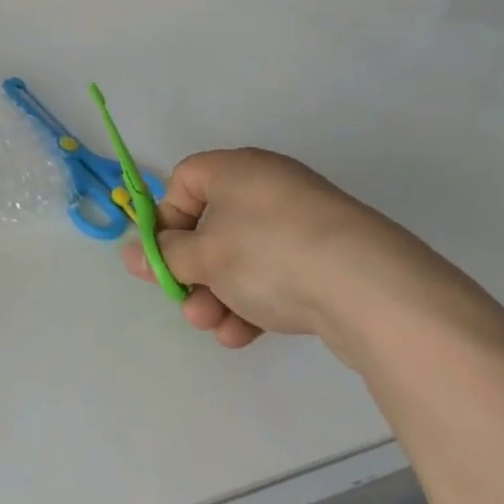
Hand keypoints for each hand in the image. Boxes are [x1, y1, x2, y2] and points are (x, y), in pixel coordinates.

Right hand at [120, 148, 447, 355]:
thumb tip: (131, 253)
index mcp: (236, 169)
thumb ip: (165, 254)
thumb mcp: (205, 255)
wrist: (371, 289)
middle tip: (186, 304)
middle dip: (193, 270)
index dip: (166, 220)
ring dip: (219, 294)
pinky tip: (243, 335)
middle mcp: (268, 186)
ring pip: (243, 257)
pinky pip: (276, 274)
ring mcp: (302, 223)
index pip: (184, 181)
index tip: (161, 257)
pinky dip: (254, 301)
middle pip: (212, 225)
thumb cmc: (269, 253)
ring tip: (214, 327)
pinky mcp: (328, 259)